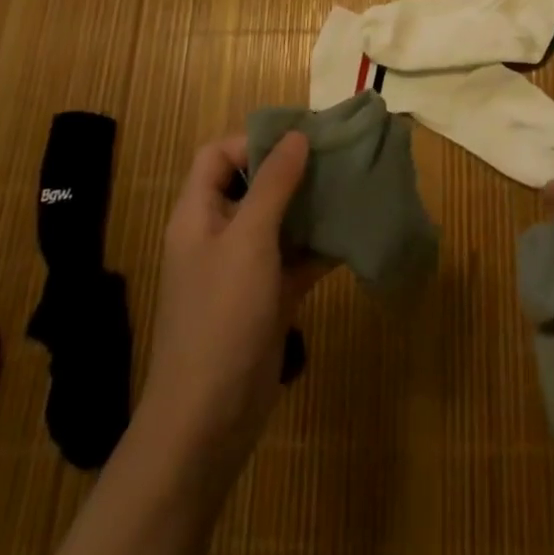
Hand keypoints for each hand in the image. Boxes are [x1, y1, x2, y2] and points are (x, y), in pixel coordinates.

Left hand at [134, 132, 327, 484]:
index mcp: (198, 213)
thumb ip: (273, 185)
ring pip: (279, 220)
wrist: (208, 419)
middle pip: (253, 184)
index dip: (255, 140)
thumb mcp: (248, 240)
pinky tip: (354, 234)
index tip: (302, 136)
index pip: (218, 154)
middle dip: (293, 168)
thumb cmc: (221, 316)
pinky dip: (320, 245)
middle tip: (338, 156)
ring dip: (311, 205)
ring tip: (352, 185)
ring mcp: (243, 268)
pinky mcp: (267, 297)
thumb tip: (297, 135)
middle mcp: (218, 234)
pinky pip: (295, 258)